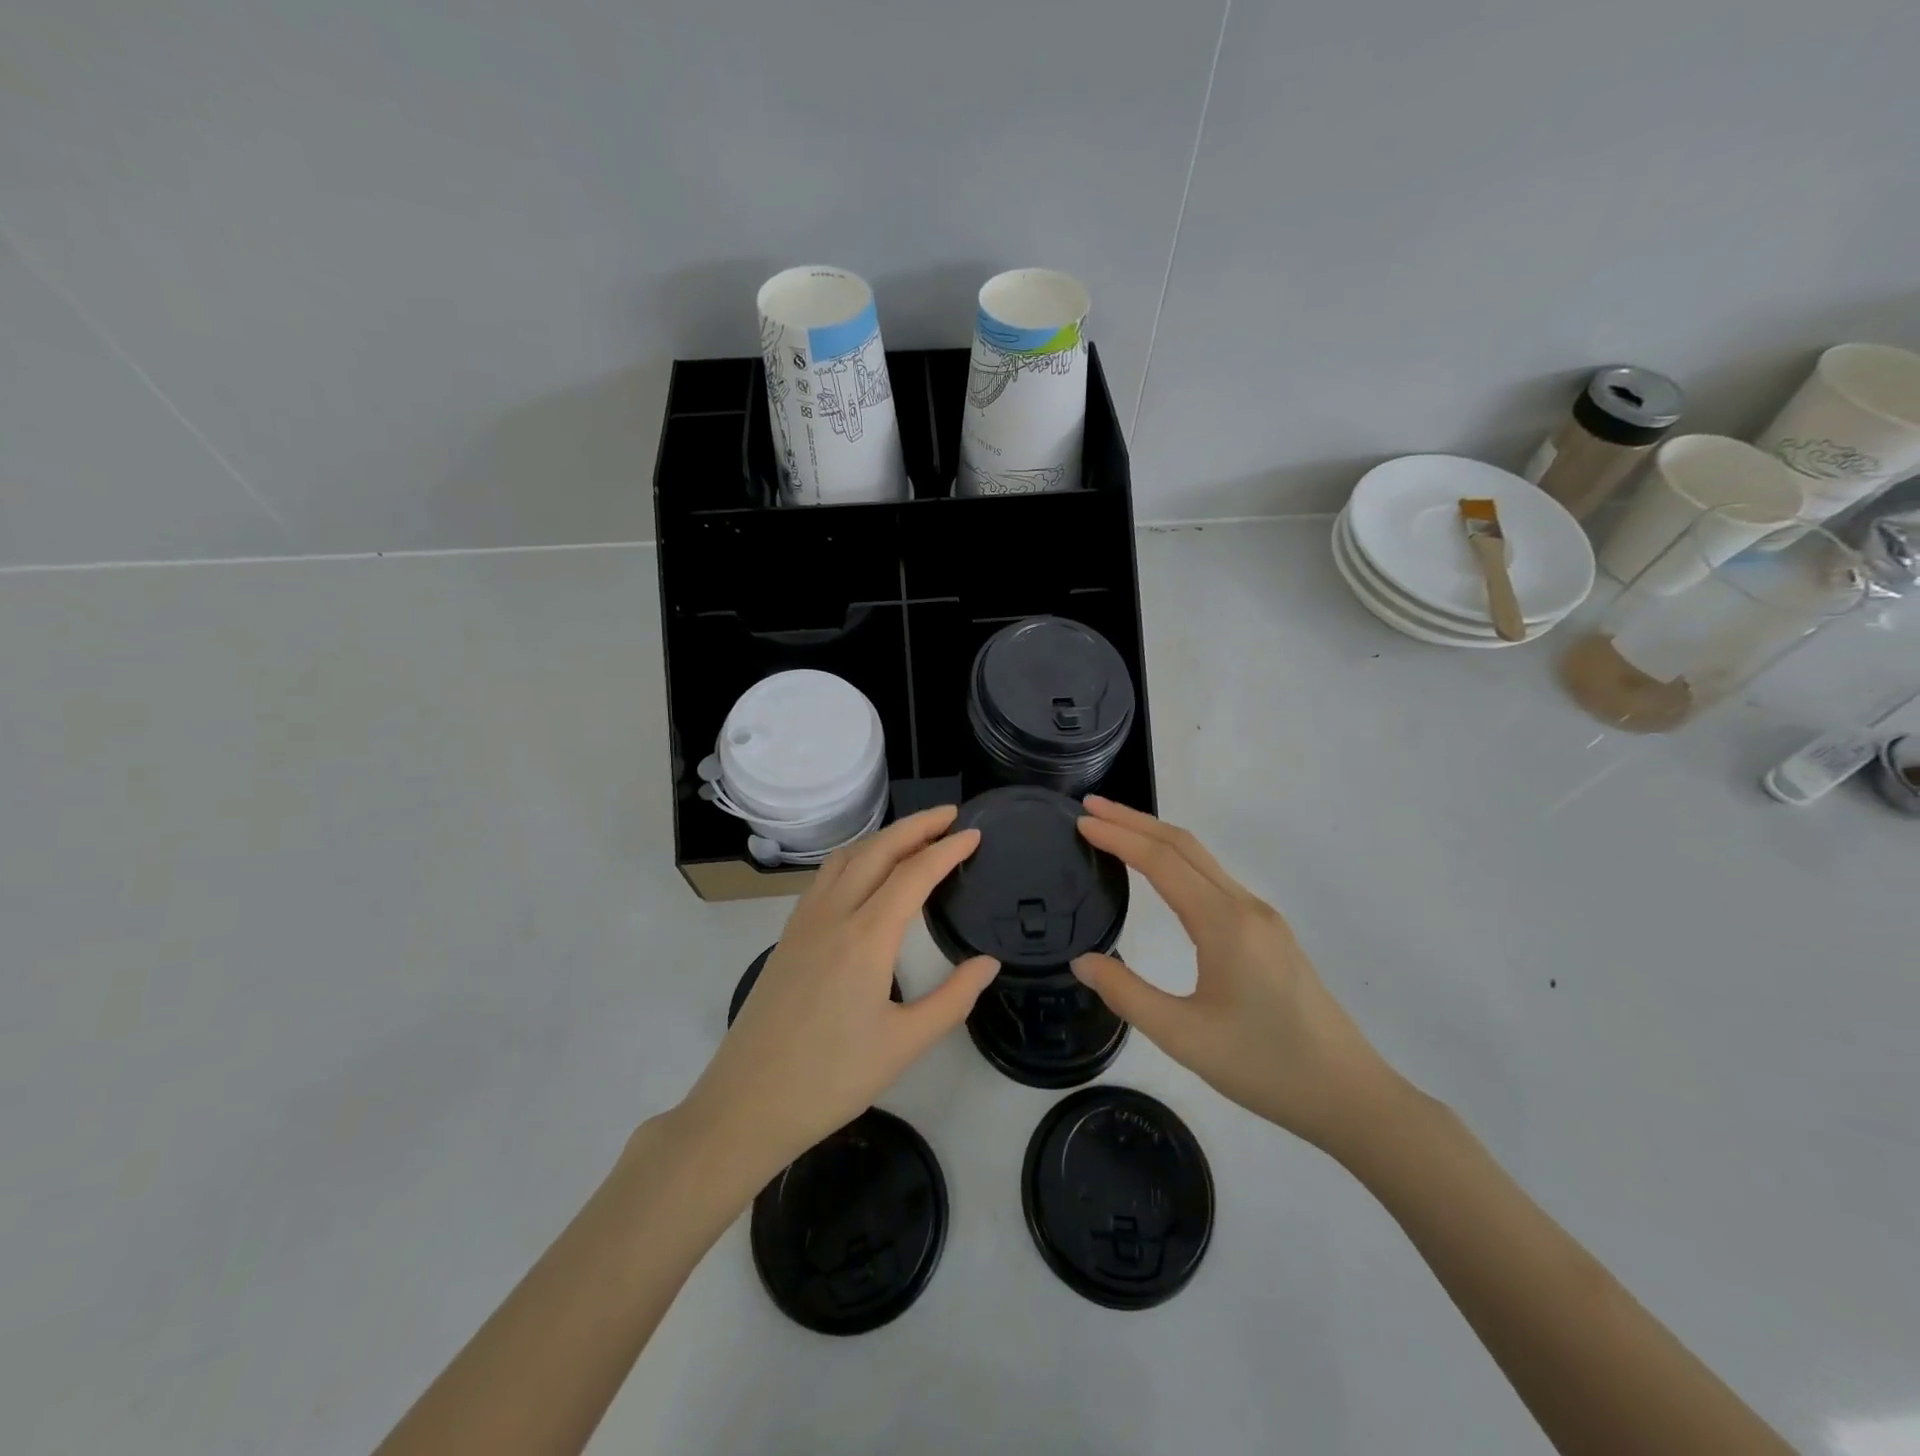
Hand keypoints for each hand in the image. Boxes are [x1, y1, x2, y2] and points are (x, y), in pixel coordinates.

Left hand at [676, 806, 999, 1182]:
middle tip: (951, 816)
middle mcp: (833, 914)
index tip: (975, 834)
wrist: (747, 1103)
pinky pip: (825, 876)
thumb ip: (953, 998)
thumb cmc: (831, 1079)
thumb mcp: (905, 1045)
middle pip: (877, 850)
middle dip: (916, 826)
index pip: (914, 874)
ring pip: (846, 857)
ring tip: (915, 836)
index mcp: (865, 937)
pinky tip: (867, 873)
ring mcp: (804, 921)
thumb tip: (988, 962)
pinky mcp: (788, 935)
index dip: (947, 850)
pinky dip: (855, 857)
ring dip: (883, 837)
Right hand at [1071, 797, 1396, 1151]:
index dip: (1118, 836)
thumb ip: (1127, 995)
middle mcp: (1244, 906)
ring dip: (1156, 837)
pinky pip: (1214, 879)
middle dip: (1134, 821)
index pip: (1162, 861)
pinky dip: (1177, 860)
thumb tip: (1082, 961)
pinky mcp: (1268, 932)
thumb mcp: (1184, 1037)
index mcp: (1224, 923)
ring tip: (1114, 829)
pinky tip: (1160, 872)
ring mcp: (1261, 917)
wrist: (1349, 1095)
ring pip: (1202, 859)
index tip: (1081, 820)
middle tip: (1090, 807)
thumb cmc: (1264, 1066)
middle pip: (1183, 845)